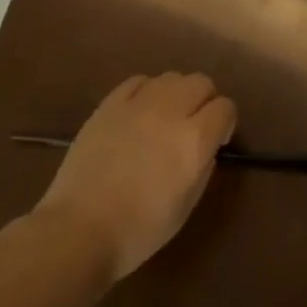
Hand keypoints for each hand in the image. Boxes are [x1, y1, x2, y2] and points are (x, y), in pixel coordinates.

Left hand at [33, 73, 237, 282]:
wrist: (80, 229)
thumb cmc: (140, 229)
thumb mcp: (187, 205)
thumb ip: (203, 168)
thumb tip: (206, 148)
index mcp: (194, 140)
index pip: (225, 108)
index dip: (226, 123)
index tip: (217, 141)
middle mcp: (169, 112)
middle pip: (201, 82)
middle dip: (206, 101)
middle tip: (195, 126)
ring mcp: (136, 105)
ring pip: (171, 77)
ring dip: (177, 93)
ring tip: (166, 118)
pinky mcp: (108, 106)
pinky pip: (137, 82)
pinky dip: (148, 91)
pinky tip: (140, 112)